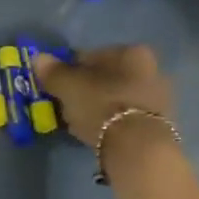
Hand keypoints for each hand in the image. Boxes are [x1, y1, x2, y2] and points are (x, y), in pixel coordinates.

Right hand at [34, 44, 174, 148]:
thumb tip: (38, 58)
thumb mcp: (68, 87)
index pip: (90, 56)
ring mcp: (159, 97)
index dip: (69, 70)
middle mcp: (151, 68)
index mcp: (131, 52)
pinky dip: (112, 121)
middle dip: (87, 89)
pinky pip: (126, 116)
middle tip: (67, 106)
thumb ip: (52, 71)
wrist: (138, 147)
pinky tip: (98, 134)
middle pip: (107, 77)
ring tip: (80, 123)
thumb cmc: (102, 105)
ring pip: (117, 97)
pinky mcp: (160, 123)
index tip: (57, 87)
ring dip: (99, 106)